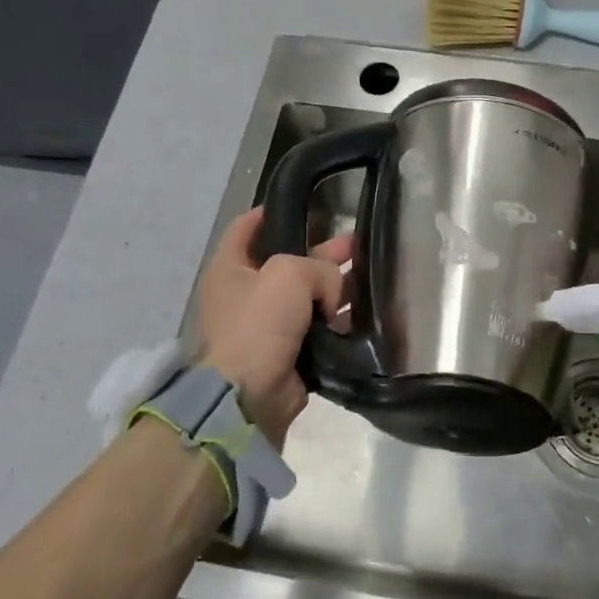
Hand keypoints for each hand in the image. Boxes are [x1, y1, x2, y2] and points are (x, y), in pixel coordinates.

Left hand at [196, 208, 349, 444]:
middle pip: (288, 262)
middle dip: (322, 252)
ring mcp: (266, 325)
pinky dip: (336, 321)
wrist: (250, 395)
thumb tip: (332, 292)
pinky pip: (316, 328)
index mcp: (230, 267)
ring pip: (307, 296)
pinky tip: (362, 313)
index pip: (247, 227)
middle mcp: (245, 293)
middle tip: (356, 243)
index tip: (303, 202)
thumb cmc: (259, 324)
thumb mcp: (289, 274)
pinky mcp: (287, 352)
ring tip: (369, 277)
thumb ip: (319, 267)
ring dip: (335, 288)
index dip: (272, 212)